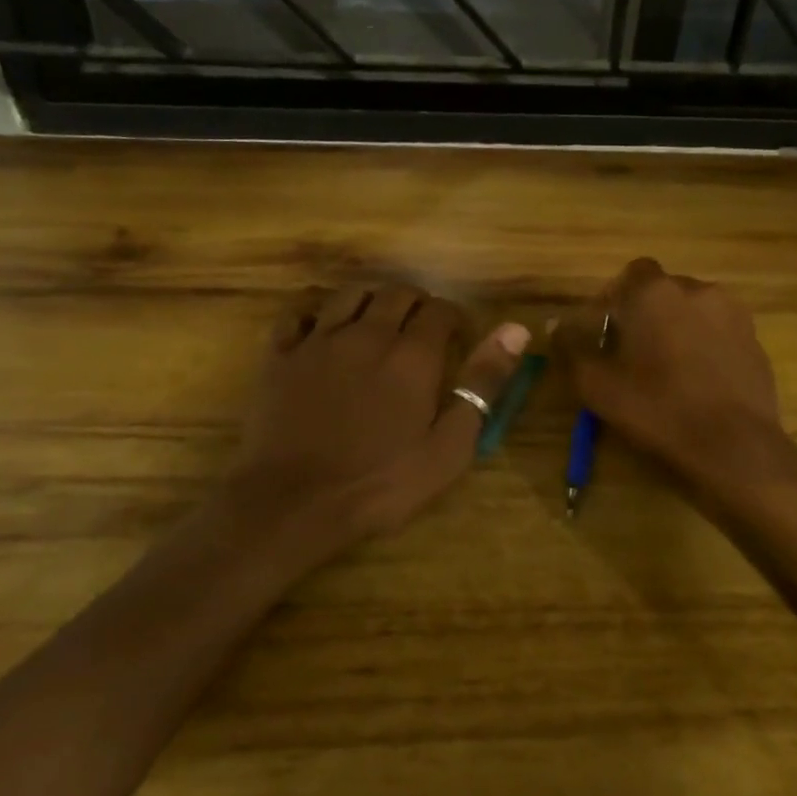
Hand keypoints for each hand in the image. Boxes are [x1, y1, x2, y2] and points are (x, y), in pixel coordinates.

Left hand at [219, 284, 528, 553]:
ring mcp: (318, 340)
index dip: (454, 319)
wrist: (294, 502)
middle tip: (421, 330)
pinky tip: (322, 331)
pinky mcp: (280, 355)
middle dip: (416, 304)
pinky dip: (316, 314)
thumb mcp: (449, 446)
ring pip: (349, 294)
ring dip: (370, 300)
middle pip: (396, 293)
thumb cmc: (381, 483)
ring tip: (377, 322)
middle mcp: (366, 333)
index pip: (440, 310)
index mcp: (412, 354)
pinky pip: (298, 314)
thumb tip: (515, 329)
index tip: (458, 338)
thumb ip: (482, 384)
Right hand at [551, 258, 781, 482]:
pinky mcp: (755, 340)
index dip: (614, 299)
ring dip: (676, 329)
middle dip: (645, 315)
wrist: (734, 447)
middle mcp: (697, 290)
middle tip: (632, 354)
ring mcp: (733, 314)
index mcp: (655, 293)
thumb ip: (571, 348)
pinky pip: (718, 332)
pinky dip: (704, 347)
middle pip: (663, 292)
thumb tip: (556, 324)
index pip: (630, 275)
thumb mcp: (597, 386)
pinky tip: (697, 382)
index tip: (606, 332)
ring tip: (667, 369)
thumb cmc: (658, 410)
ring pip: (693, 311)